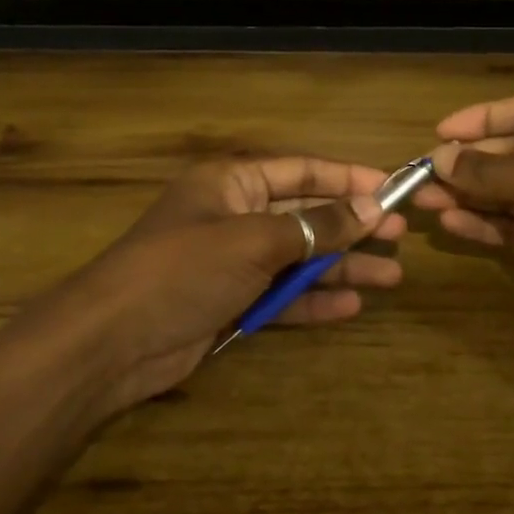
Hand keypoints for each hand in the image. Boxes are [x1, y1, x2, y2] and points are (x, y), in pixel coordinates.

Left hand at [16, 158, 407, 423]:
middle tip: (399, 237)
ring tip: (391, 277)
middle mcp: (235, 217)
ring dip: (342, 268)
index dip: (348, 179)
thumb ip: (316, 226)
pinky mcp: (232, 303)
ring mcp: (233, 263)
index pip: (301, 171)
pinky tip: (351, 307)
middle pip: (305, 216)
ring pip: (299, 259)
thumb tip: (372, 208)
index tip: (392, 189)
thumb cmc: (184, 268)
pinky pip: (282, 296)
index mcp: (232, 183)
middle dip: (351, 227)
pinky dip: (314, 301)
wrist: (114, 342)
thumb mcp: (255, 240)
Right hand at [414, 95, 513, 391]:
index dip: (484, 118)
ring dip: (466, 194)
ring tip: (423, 200)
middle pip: (511, 154)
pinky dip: (481, 223)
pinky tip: (449, 224)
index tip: (441, 134)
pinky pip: (509, 228)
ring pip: (505, 194)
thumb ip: (496, 171)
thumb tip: (441, 158)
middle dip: (468, 162)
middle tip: (422, 176)